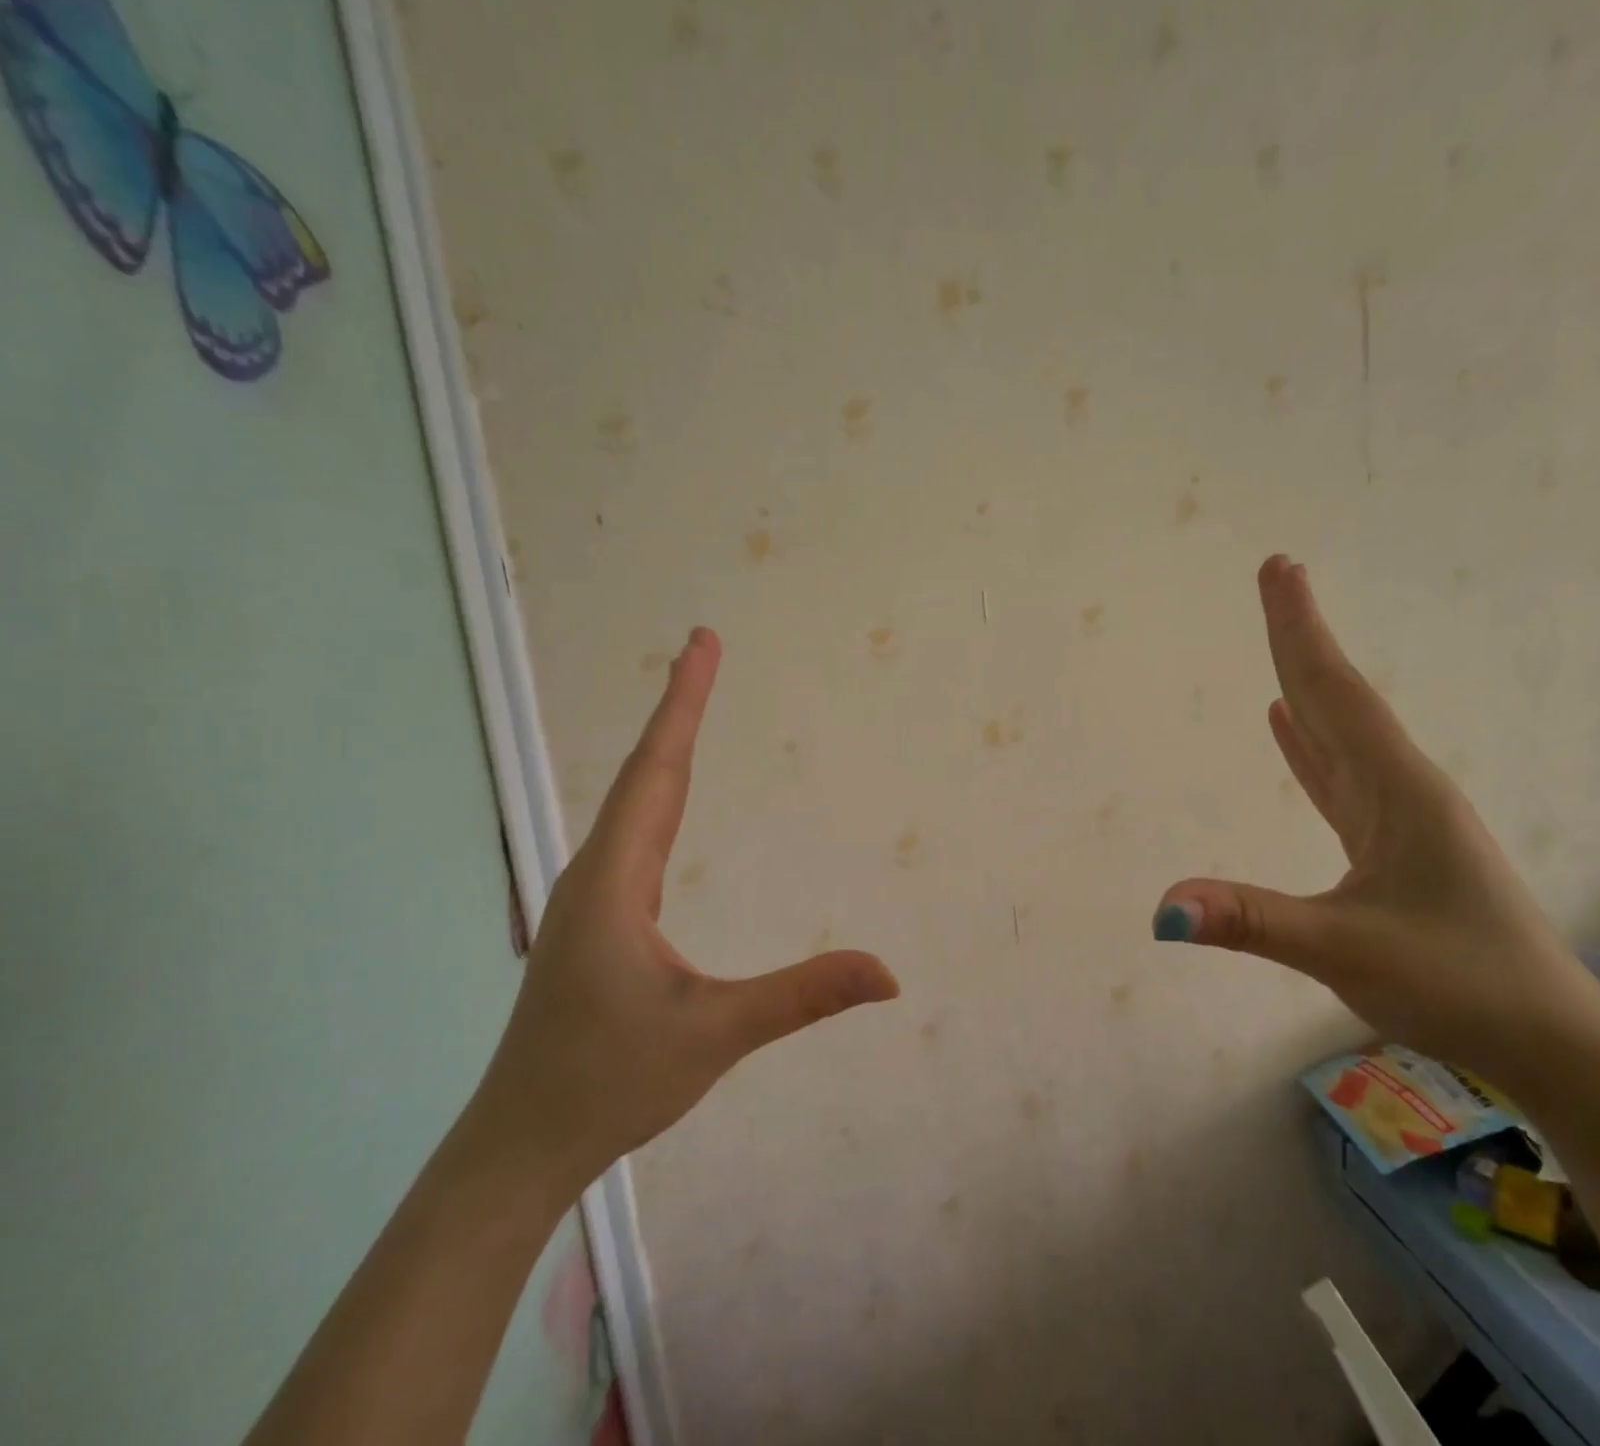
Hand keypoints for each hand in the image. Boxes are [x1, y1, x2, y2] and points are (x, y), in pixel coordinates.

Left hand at [472, 628, 898, 1182]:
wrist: (521, 1144)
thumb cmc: (608, 1084)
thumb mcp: (715, 1033)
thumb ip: (802, 996)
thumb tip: (889, 973)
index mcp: (615, 880)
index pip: (660, 771)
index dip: (683, 703)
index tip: (702, 642)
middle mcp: (597, 871)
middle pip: (647, 772)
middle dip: (679, 706)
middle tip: (704, 649)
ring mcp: (592, 893)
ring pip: (636, 800)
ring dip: (667, 745)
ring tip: (694, 702)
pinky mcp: (598, 915)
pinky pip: (637, 832)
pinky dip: (662, 791)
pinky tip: (673, 798)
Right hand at [1153, 557, 1599, 1095]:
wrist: (1550, 1043)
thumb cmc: (1458, 985)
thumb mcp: (1346, 951)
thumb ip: (1252, 921)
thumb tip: (1162, 907)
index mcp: (1396, 790)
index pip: (1334, 692)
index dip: (1300, 630)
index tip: (1279, 569)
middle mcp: (1399, 787)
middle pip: (1337, 696)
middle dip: (1301, 637)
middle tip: (1278, 577)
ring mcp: (1398, 815)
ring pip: (1340, 731)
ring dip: (1307, 682)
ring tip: (1281, 640)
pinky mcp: (1392, 844)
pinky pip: (1339, 776)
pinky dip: (1310, 744)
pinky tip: (1290, 727)